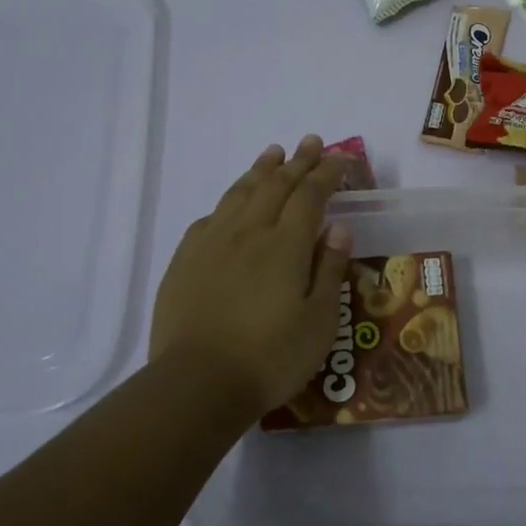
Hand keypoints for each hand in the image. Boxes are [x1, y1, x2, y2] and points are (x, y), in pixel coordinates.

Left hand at [149, 135, 353, 416]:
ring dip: (260, 169)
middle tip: (312, 141)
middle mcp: (249, 232)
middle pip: (276, 185)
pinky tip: (230, 205)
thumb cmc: (270, 357)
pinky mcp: (185, 260)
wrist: (197, 384)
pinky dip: (228, 202)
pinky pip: (210, 218)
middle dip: (297, 161)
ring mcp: (212, 243)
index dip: (327, 172)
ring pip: (240, 193)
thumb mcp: (319, 321)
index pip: (310, 195)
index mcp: (286, 245)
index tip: (340, 157)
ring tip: (273, 153)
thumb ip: (330, 270)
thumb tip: (339, 229)